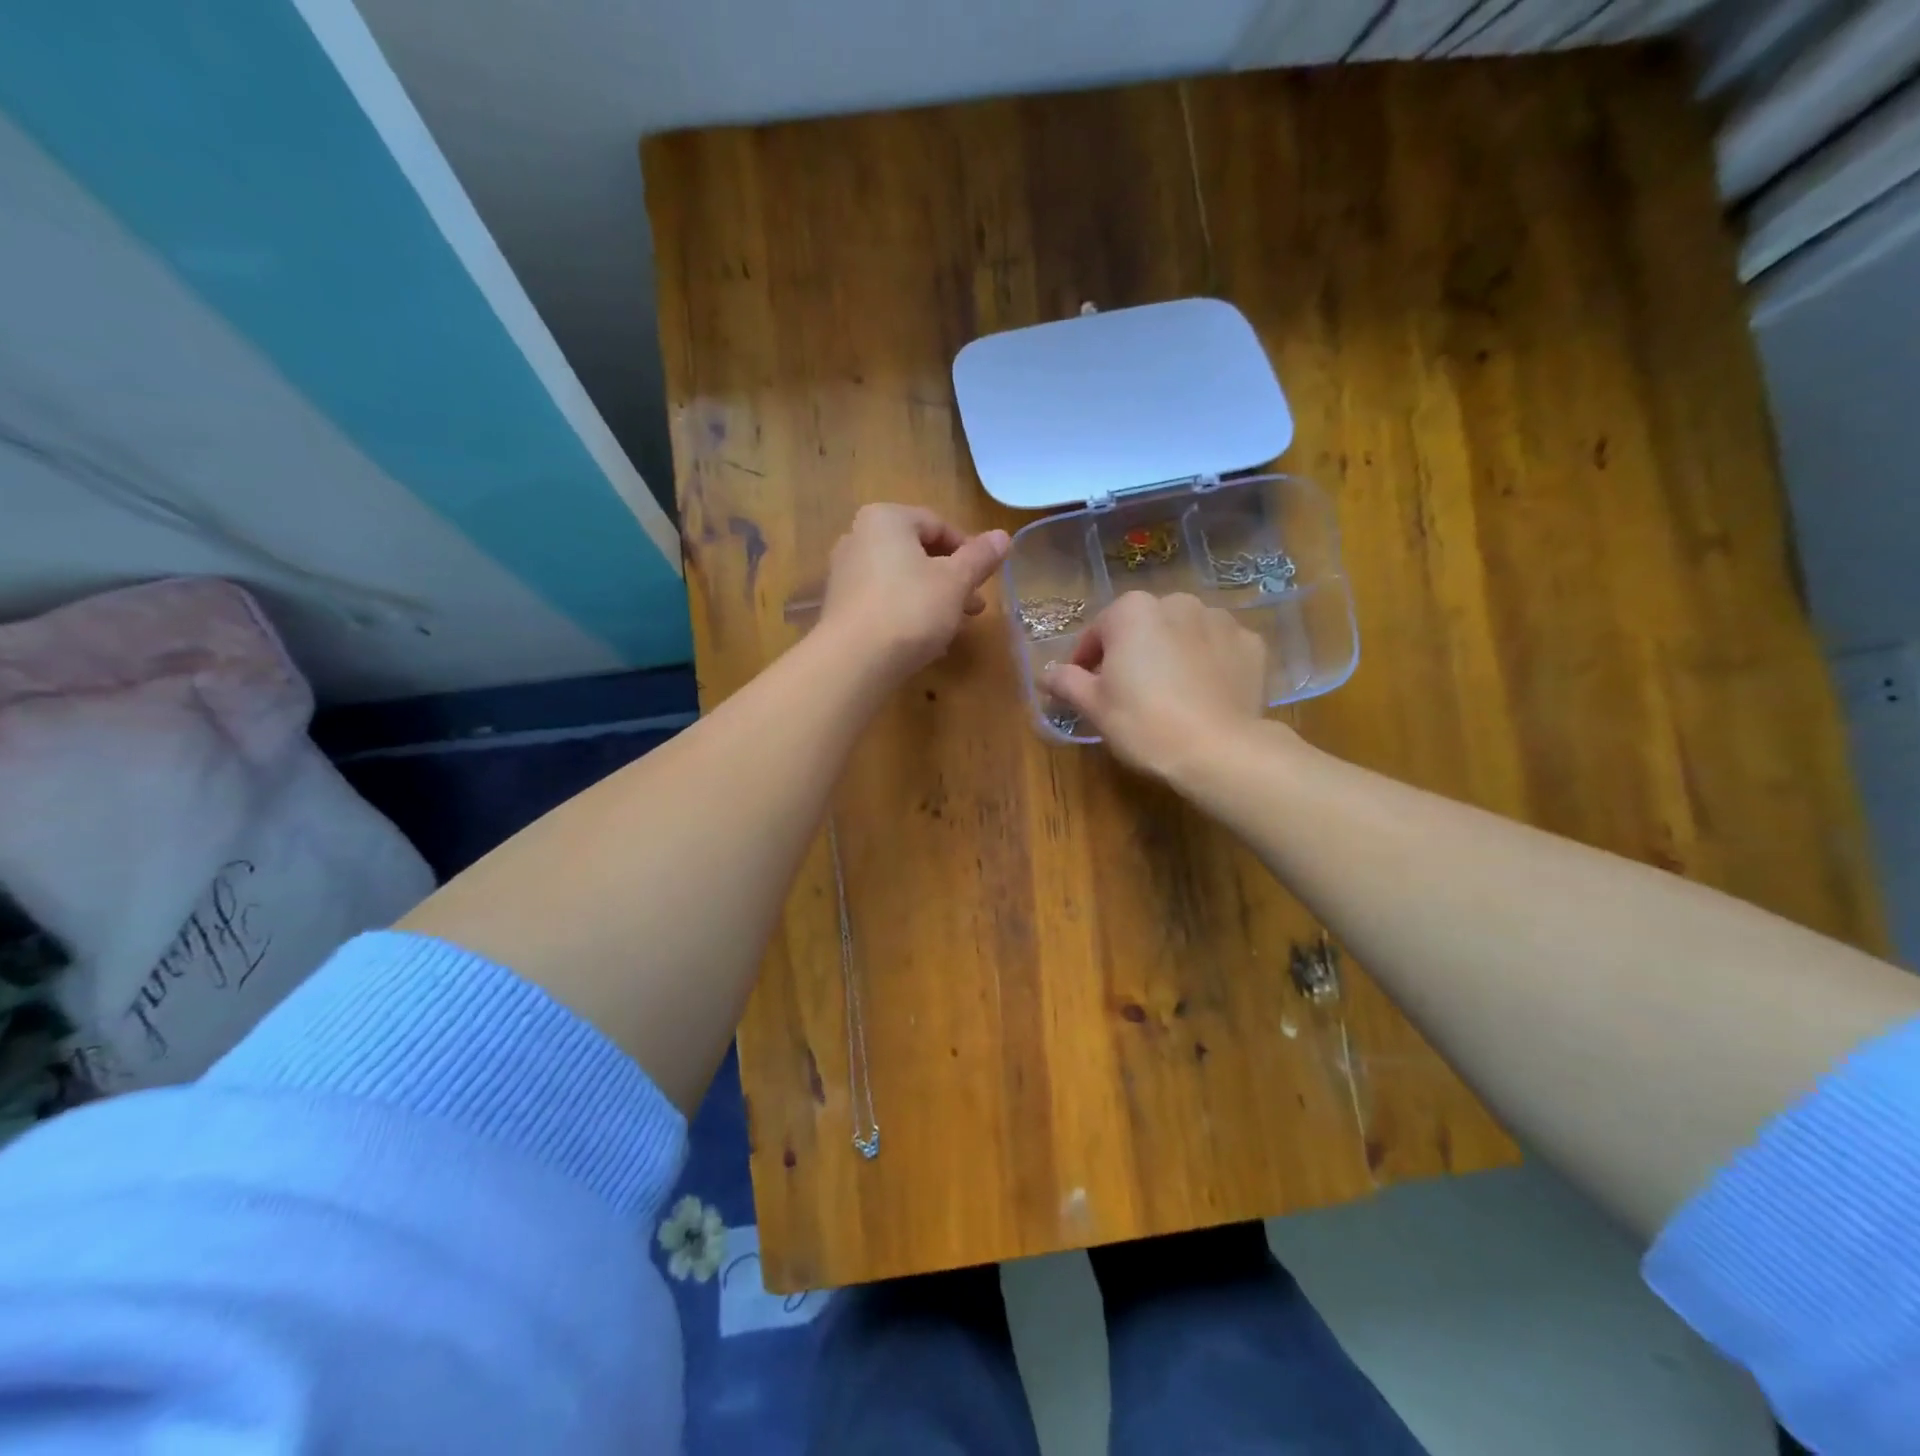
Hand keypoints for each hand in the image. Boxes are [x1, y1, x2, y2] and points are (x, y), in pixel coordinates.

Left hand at [820, 504, 1010, 678]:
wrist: (854, 661)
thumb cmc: (910, 609)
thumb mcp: (956, 582)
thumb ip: (980, 557)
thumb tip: (1003, 536)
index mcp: (886, 519)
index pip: (937, 524)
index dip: (968, 550)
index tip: (985, 579)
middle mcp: (858, 537)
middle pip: (917, 553)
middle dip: (951, 580)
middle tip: (975, 608)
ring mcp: (845, 574)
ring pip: (901, 580)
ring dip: (933, 599)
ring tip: (955, 627)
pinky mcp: (840, 608)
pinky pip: (883, 602)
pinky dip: (907, 613)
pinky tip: (925, 641)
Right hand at [1046, 592, 1267, 779]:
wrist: (1218, 750)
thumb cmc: (1143, 723)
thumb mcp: (1094, 706)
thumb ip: (1066, 682)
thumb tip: (1046, 674)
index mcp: (1132, 611)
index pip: (1097, 632)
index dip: (1086, 662)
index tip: (1085, 688)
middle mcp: (1177, 602)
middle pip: (1142, 628)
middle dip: (1132, 653)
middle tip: (1128, 693)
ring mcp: (1219, 620)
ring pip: (1182, 634)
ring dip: (1171, 654)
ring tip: (1169, 693)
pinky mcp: (1251, 644)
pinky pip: (1218, 648)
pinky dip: (1208, 663)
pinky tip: (1203, 693)